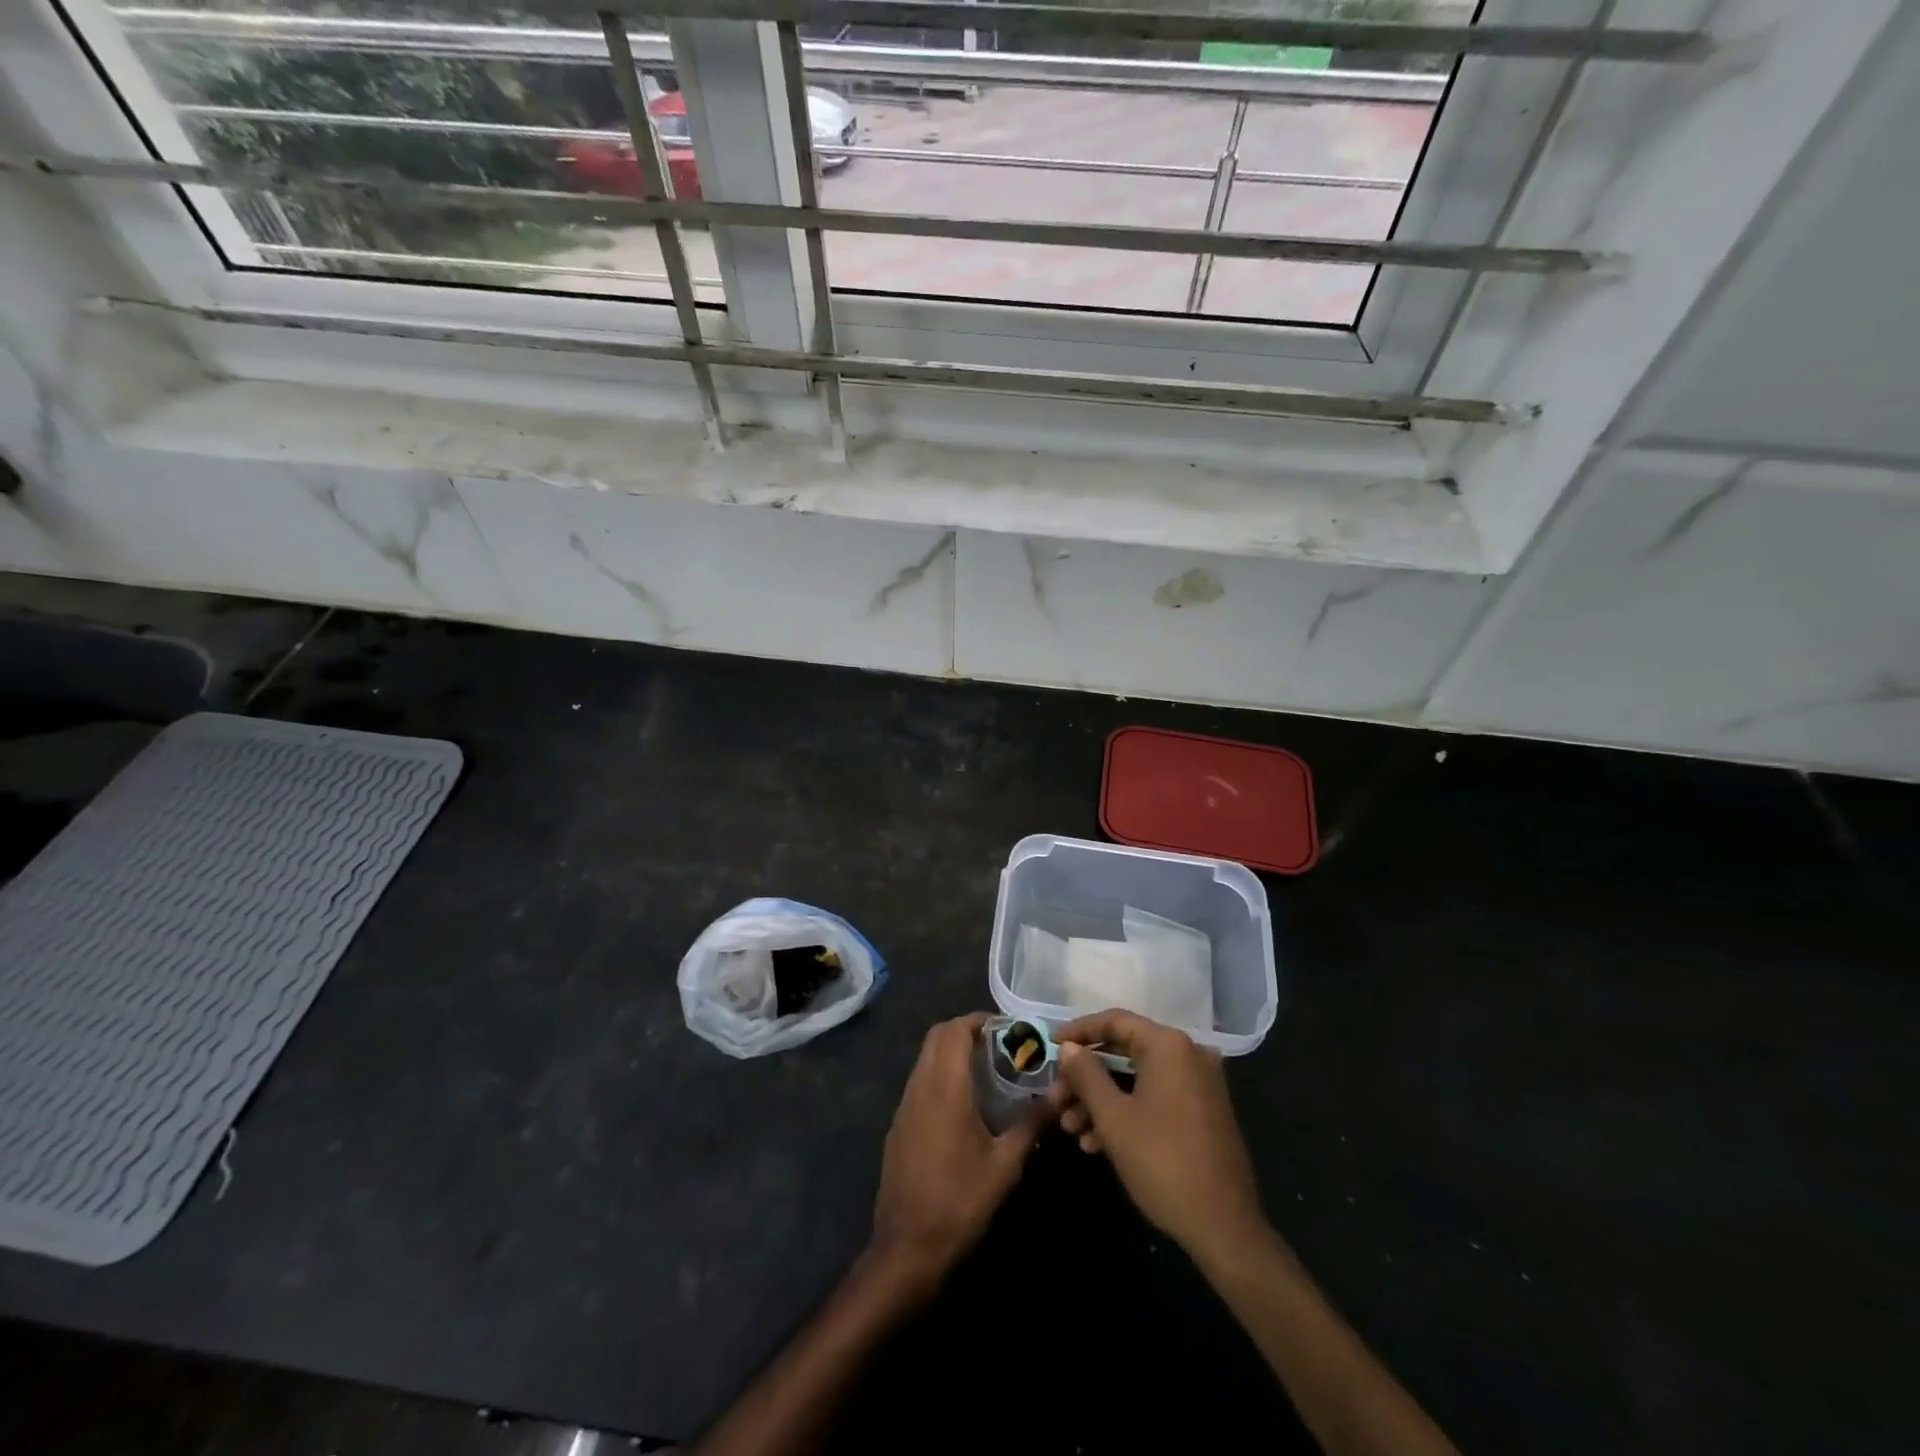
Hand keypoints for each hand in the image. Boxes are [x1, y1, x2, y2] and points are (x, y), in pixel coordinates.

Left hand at [870, 1014, 1046, 1287]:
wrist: (906, 1248)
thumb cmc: (960, 1202)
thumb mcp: (1005, 1164)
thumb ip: (1033, 1122)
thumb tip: (1064, 1091)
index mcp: (944, 1088)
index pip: (954, 1030)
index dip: (979, 1020)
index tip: (1008, 1029)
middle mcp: (919, 1086)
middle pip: (937, 1036)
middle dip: (967, 1031)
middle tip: (1001, 1045)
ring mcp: (904, 1106)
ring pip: (926, 1058)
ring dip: (952, 1052)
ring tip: (988, 1070)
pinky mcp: (899, 1125)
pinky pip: (920, 1081)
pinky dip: (941, 1074)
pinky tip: (966, 1103)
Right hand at [1051, 1009, 1268, 1265]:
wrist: (1224, 1229)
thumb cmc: (1163, 1163)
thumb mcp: (1113, 1117)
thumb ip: (1086, 1074)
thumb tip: (1068, 1047)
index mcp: (1169, 1046)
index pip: (1114, 1022)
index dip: (1078, 1031)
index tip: (1048, 1046)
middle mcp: (1188, 1056)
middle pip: (1124, 1052)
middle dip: (1085, 1078)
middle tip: (1055, 1099)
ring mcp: (1198, 1085)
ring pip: (1136, 1079)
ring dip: (1100, 1100)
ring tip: (1069, 1129)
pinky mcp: (1202, 1113)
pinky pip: (1154, 1098)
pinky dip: (1126, 1113)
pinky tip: (1095, 1144)